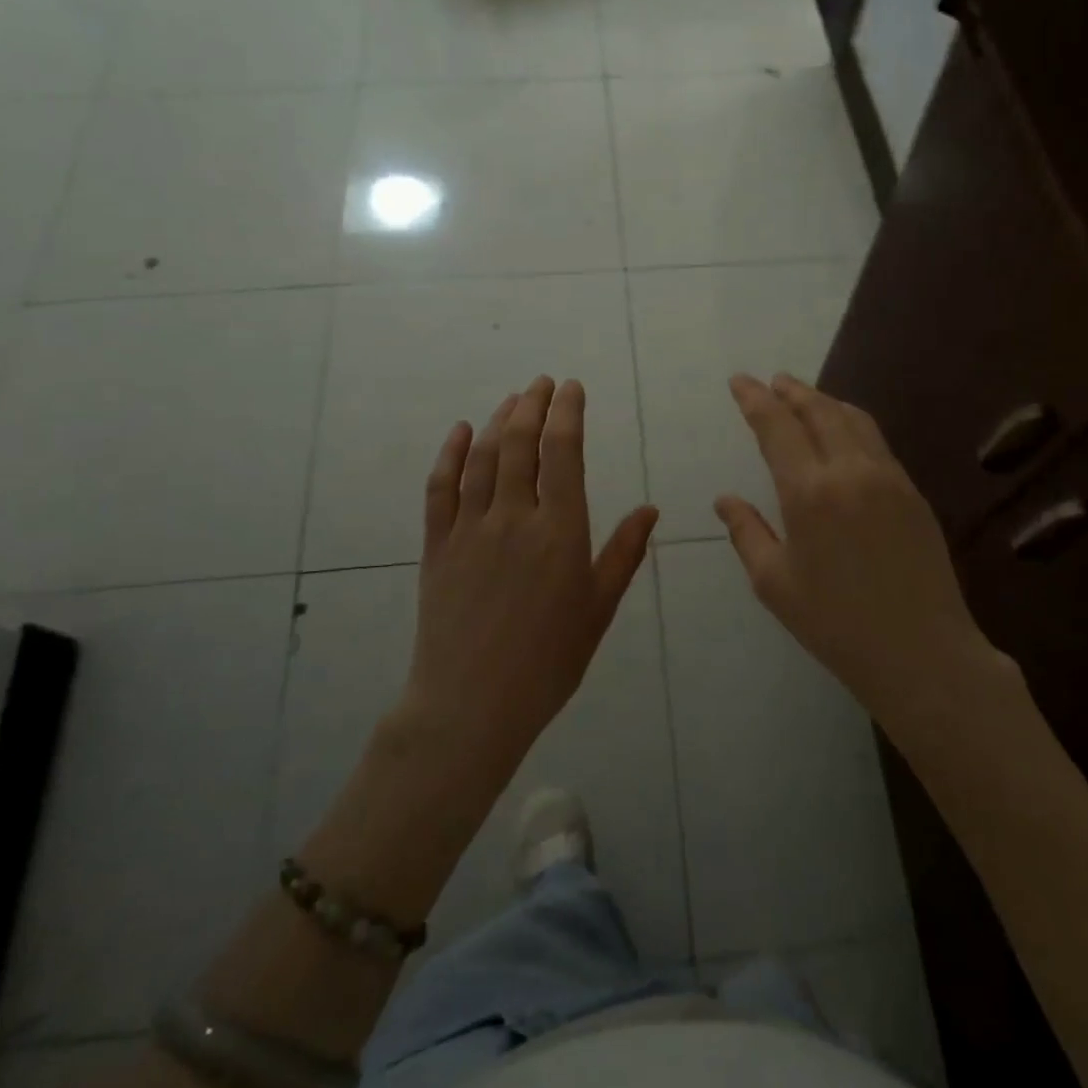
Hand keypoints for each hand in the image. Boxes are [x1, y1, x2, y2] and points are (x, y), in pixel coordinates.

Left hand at [404, 376, 658, 773]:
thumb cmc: (548, 661)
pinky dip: (451, 454)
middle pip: (521, 443)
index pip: (563, 452)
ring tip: (513, 398)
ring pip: (484, 458)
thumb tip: (650, 510)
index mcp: (559, 531)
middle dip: (533, 405)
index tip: (571, 388)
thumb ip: (623, 554)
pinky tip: (462, 431)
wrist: (471, 705)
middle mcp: (513, 518)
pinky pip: (440, 488)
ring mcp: (470, 529)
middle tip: (543, 383)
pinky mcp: (438, 545)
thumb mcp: (597, 609)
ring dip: (499, 421)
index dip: (567, 413)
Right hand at [716, 373, 989, 722]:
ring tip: (805, 396)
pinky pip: (876, 441)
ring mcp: (888, 478)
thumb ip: (746, 532)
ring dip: (825, 401)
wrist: (921, 652)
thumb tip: (725, 500)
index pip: (777, 428)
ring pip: (854, 420)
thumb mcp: (774, 583)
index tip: (740, 381)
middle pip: (819, 411)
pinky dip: (852, 423)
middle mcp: (850, 472)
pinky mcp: (912, 493)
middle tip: (772, 381)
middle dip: (792, 391)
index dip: (755, 399)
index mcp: (809, 493)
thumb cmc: (835, 624)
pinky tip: (844, 432)